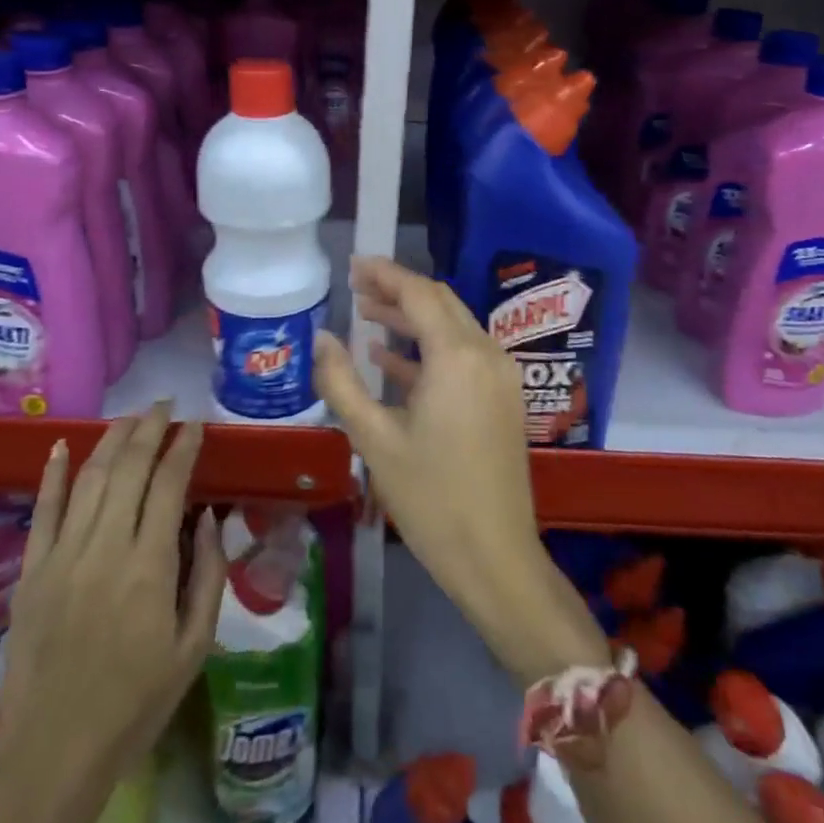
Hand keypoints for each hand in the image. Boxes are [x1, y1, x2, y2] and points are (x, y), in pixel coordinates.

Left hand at [0, 405, 224, 822]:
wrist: (52, 755)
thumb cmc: (135, 703)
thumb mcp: (194, 646)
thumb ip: (208, 575)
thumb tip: (208, 517)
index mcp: (149, 567)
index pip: (169, 483)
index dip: (184, 447)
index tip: (195, 425)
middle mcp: (105, 547)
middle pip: (128, 468)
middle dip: (149, 428)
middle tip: (165, 406)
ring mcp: (62, 556)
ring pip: (88, 478)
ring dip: (111, 440)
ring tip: (131, 417)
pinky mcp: (31, 572)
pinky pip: (41, 511)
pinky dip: (51, 474)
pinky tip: (61, 445)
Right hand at [315, 258, 607, 684]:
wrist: (495, 557)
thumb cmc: (430, 498)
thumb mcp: (374, 439)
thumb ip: (342, 381)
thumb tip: (320, 339)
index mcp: (456, 356)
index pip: (419, 293)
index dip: (384, 274)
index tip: (353, 265)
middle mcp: (486, 353)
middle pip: (439, 303)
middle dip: (398, 291)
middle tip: (356, 287)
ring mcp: (501, 375)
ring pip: (453, 327)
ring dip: (412, 318)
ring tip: (367, 316)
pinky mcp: (503, 398)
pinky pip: (463, 355)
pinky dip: (429, 349)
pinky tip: (391, 359)